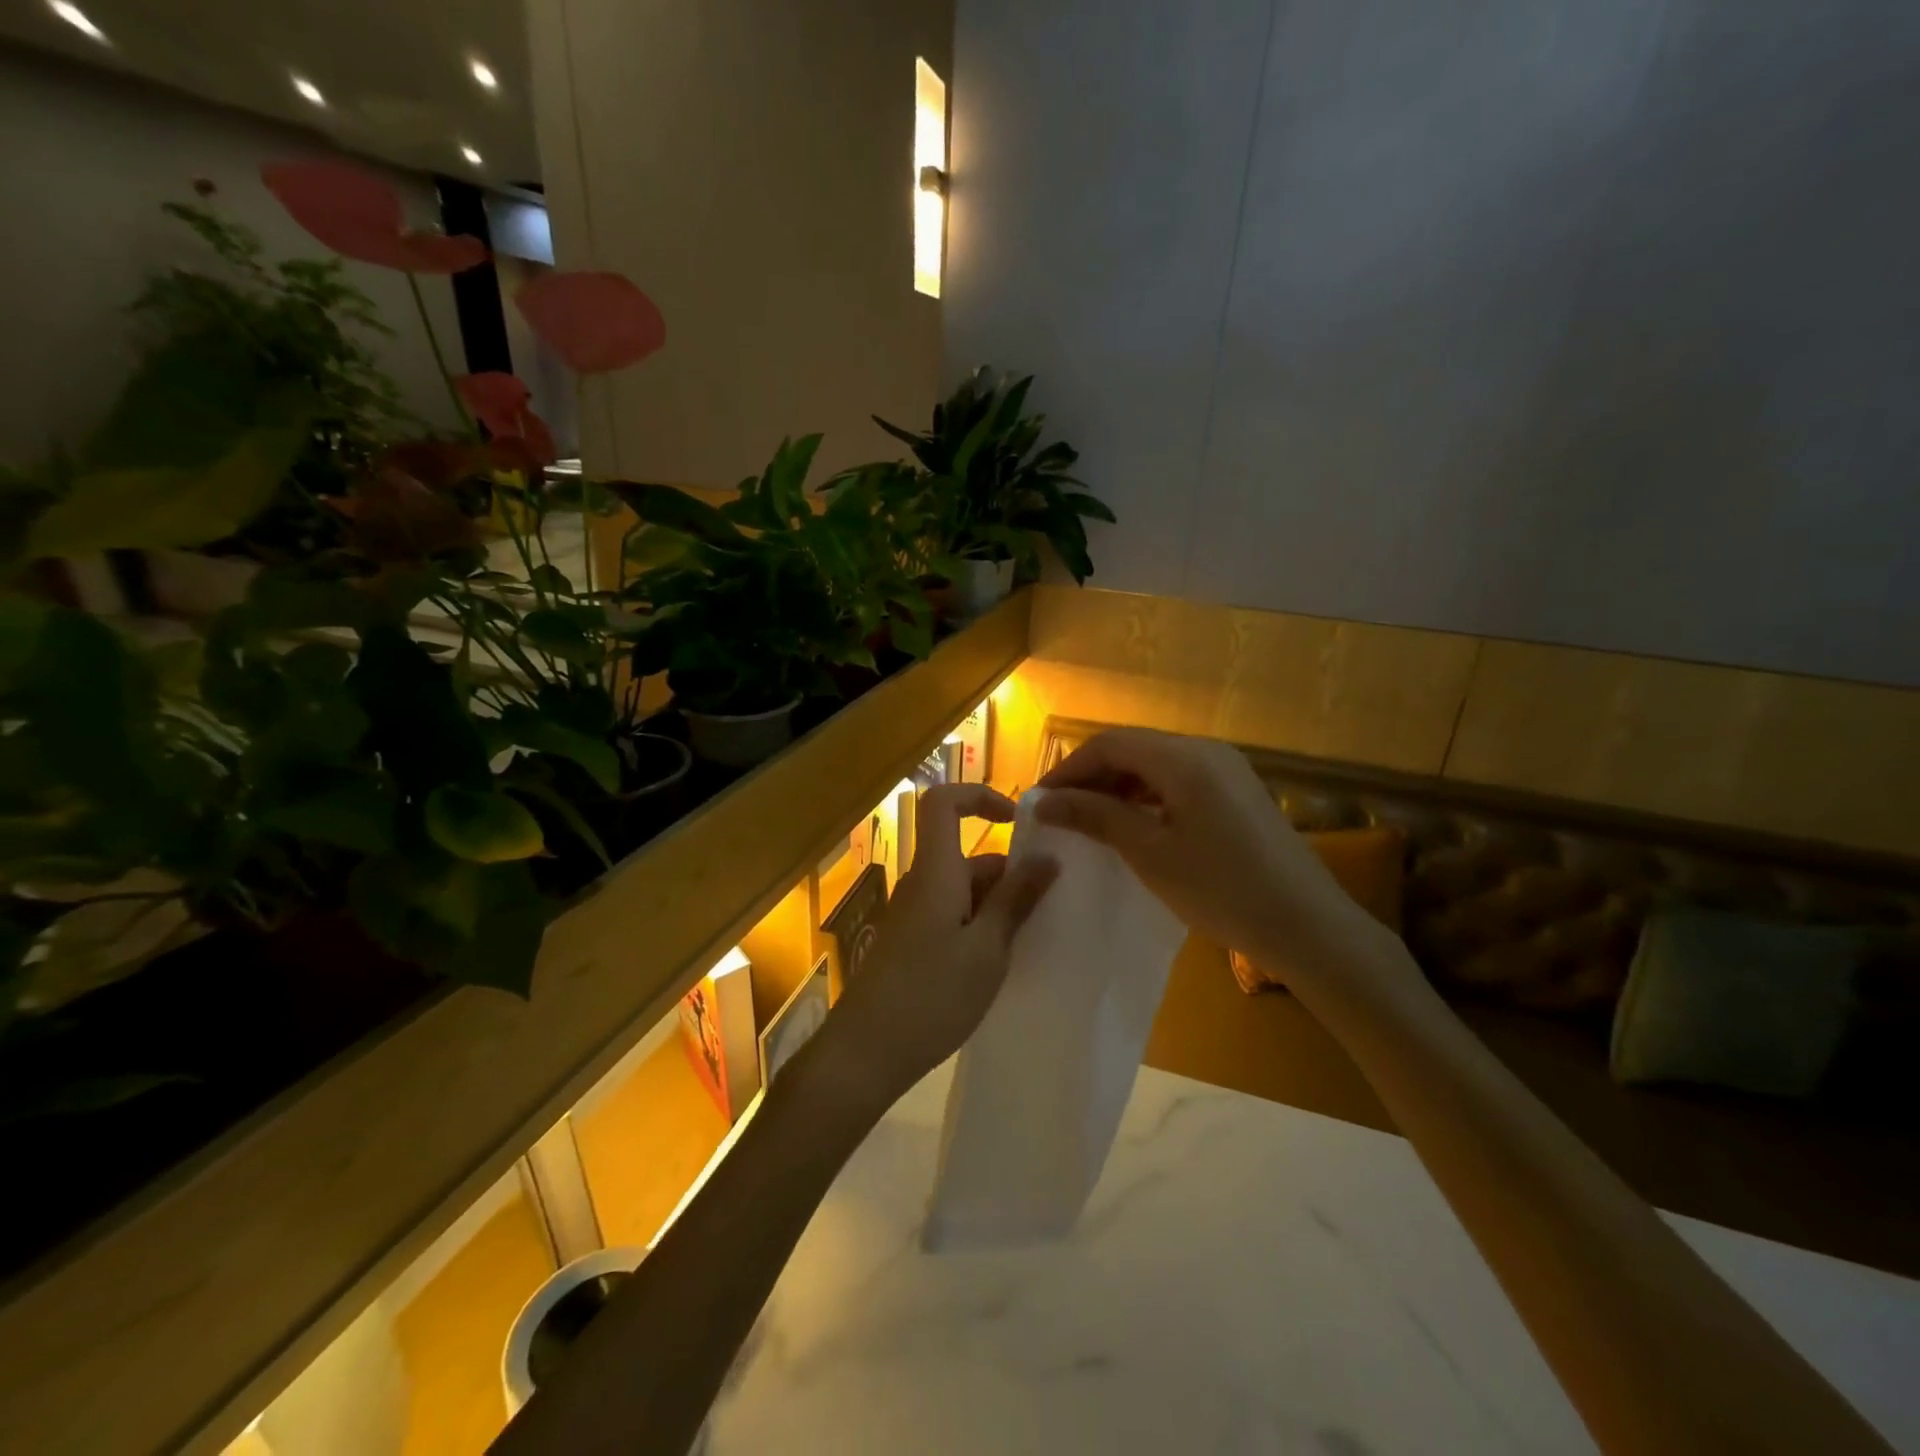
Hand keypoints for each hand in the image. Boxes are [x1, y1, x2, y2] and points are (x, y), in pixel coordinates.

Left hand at [830, 784, 1057, 1102]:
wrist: (864, 1054)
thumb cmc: (930, 996)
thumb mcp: (987, 950)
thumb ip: (1016, 900)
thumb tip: (1047, 856)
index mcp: (936, 872)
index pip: (943, 803)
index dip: (978, 796)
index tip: (1018, 821)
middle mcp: (922, 884)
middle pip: (966, 855)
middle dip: (1009, 873)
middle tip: (1049, 907)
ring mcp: (913, 915)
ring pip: (963, 890)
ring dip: (998, 905)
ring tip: (1032, 941)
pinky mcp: (911, 943)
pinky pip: (951, 915)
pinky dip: (980, 926)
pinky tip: (1000, 962)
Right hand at [1036, 729, 1392, 992]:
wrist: (1308, 926)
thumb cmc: (1221, 888)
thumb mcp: (1149, 852)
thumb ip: (1096, 816)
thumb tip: (1045, 801)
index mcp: (1184, 757)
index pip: (1109, 743)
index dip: (1069, 768)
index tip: (1040, 801)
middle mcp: (1206, 750)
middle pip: (1133, 749)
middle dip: (1092, 777)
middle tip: (1061, 814)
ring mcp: (1227, 770)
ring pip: (1156, 765)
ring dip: (1118, 787)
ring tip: (1090, 822)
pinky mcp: (1238, 793)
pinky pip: (1179, 781)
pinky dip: (1147, 797)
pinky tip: (1134, 826)